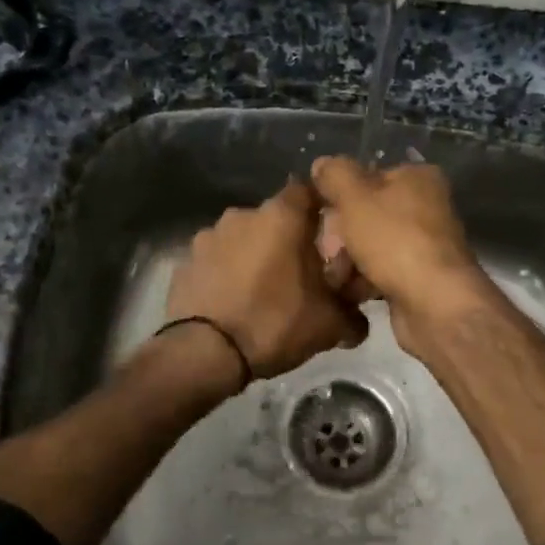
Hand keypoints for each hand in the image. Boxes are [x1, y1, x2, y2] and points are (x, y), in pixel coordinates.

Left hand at [166, 179, 367, 379]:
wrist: (205, 353)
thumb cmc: (275, 323)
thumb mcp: (329, 325)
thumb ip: (352, 315)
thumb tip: (360, 322)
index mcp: (282, 217)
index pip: (308, 191)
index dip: (320, 209)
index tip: (329, 234)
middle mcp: (243, 215)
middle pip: (274, 219)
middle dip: (287, 240)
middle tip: (300, 273)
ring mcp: (208, 236)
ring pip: (242, 239)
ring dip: (253, 256)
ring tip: (262, 290)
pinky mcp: (184, 261)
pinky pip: (216, 261)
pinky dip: (226, 273)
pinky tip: (232, 302)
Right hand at [310, 157, 491, 353]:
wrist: (434, 302)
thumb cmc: (394, 240)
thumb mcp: (356, 197)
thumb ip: (336, 175)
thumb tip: (322, 164)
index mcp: (417, 178)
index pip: (367, 176)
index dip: (339, 195)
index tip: (320, 214)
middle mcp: (427, 206)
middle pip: (368, 213)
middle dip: (340, 233)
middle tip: (325, 251)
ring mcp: (425, 243)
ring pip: (372, 245)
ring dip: (348, 259)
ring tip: (334, 276)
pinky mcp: (420, 276)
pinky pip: (382, 271)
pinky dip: (364, 280)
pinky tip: (348, 291)